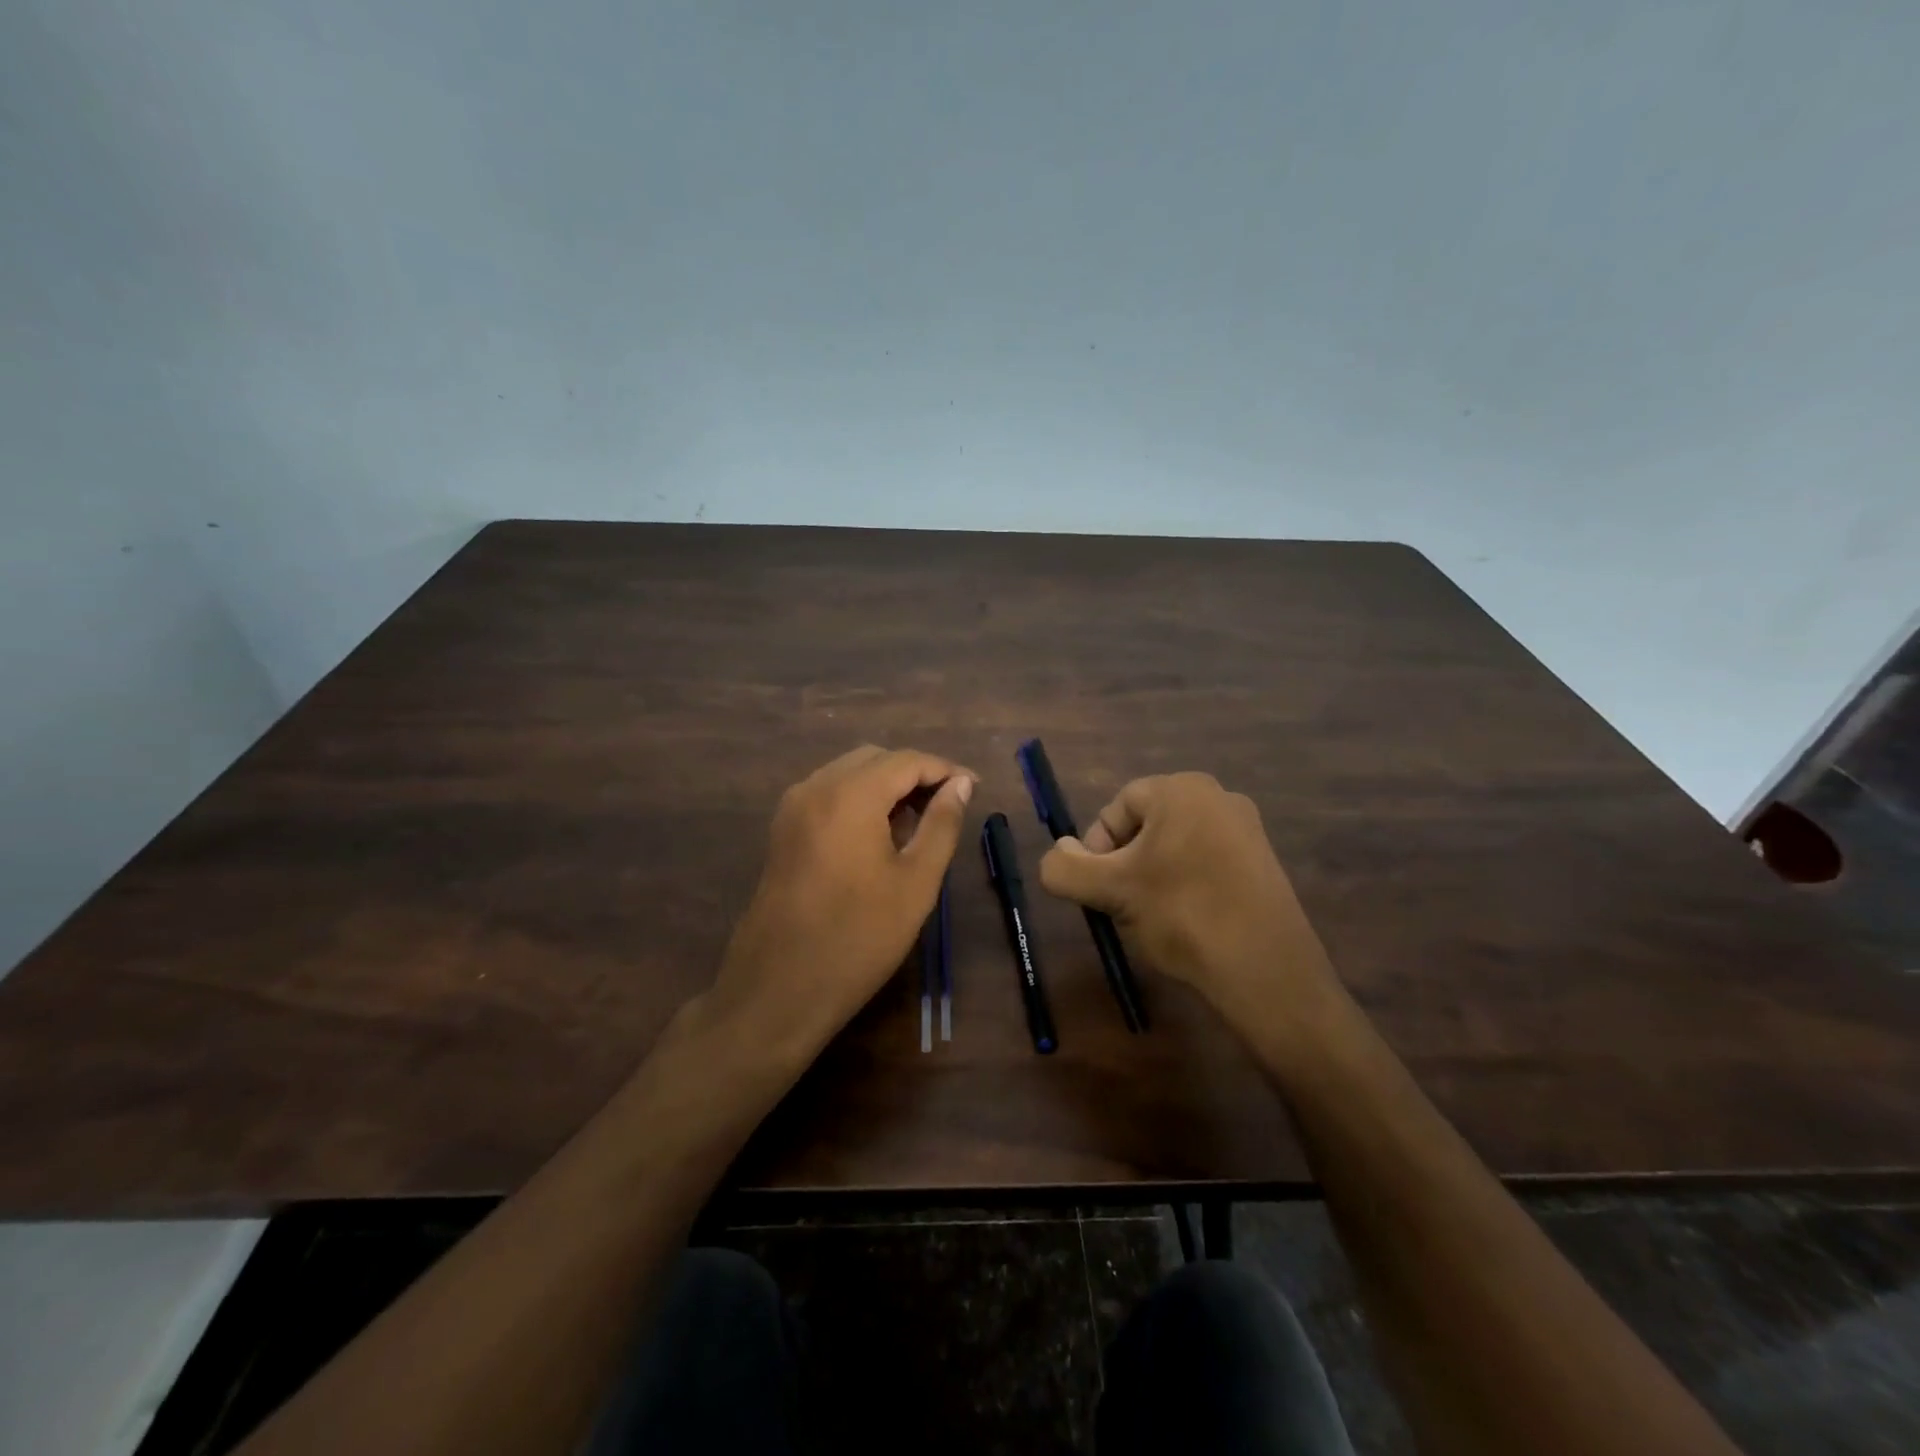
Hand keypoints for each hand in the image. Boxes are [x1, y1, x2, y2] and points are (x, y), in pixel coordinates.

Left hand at [706, 746, 974, 1060]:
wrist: (779, 988)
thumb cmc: (858, 937)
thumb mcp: (916, 882)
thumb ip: (942, 824)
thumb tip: (961, 785)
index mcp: (849, 794)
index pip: (906, 760)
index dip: (945, 769)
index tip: (975, 788)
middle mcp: (815, 787)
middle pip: (874, 759)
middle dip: (915, 774)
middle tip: (949, 806)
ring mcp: (793, 808)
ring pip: (849, 774)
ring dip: (887, 786)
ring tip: (919, 822)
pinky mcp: (783, 830)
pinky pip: (829, 794)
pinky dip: (860, 799)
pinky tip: (880, 834)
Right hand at [1037, 772, 1345, 1049]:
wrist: (1266, 971)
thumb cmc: (1182, 915)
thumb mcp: (1110, 892)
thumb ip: (1065, 868)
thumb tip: (1060, 851)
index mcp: (1182, 789)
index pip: (1118, 807)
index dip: (1097, 847)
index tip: (1098, 889)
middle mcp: (1219, 797)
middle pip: (1147, 825)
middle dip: (1125, 864)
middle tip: (1122, 905)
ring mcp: (1247, 830)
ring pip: (1176, 846)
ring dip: (1153, 877)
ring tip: (1153, 919)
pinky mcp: (1264, 863)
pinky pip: (1207, 863)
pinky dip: (1187, 886)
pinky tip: (1189, 923)